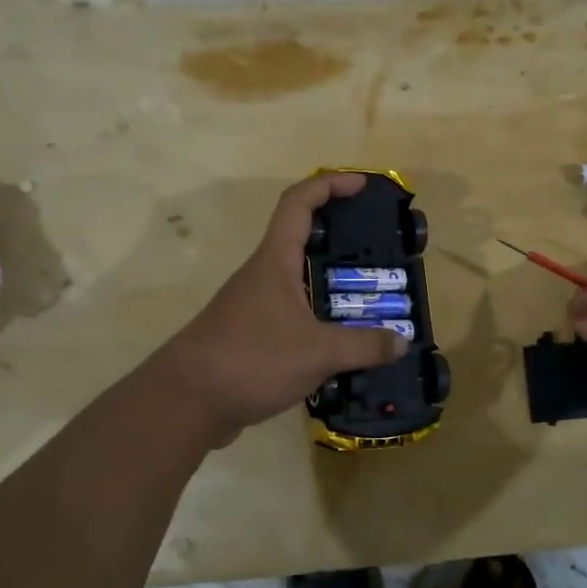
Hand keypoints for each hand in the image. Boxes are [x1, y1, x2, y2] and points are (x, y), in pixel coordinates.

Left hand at [162, 174, 409, 446]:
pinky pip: (293, 316)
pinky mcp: (251, 336)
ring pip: (299, 282)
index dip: (329, 185)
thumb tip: (401, 341)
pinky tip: (342, 343)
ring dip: (331, 285)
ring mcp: (253, 306)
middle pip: (301, 240)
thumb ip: (363, 346)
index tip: (361, 185)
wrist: (186, 402)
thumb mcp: (317, 352)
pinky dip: (319, 320)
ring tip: (370, 301)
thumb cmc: (251, 359)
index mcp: (275, 261)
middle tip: (377, 252)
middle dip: (339, 239)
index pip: (298, 203)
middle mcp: (262, 275)